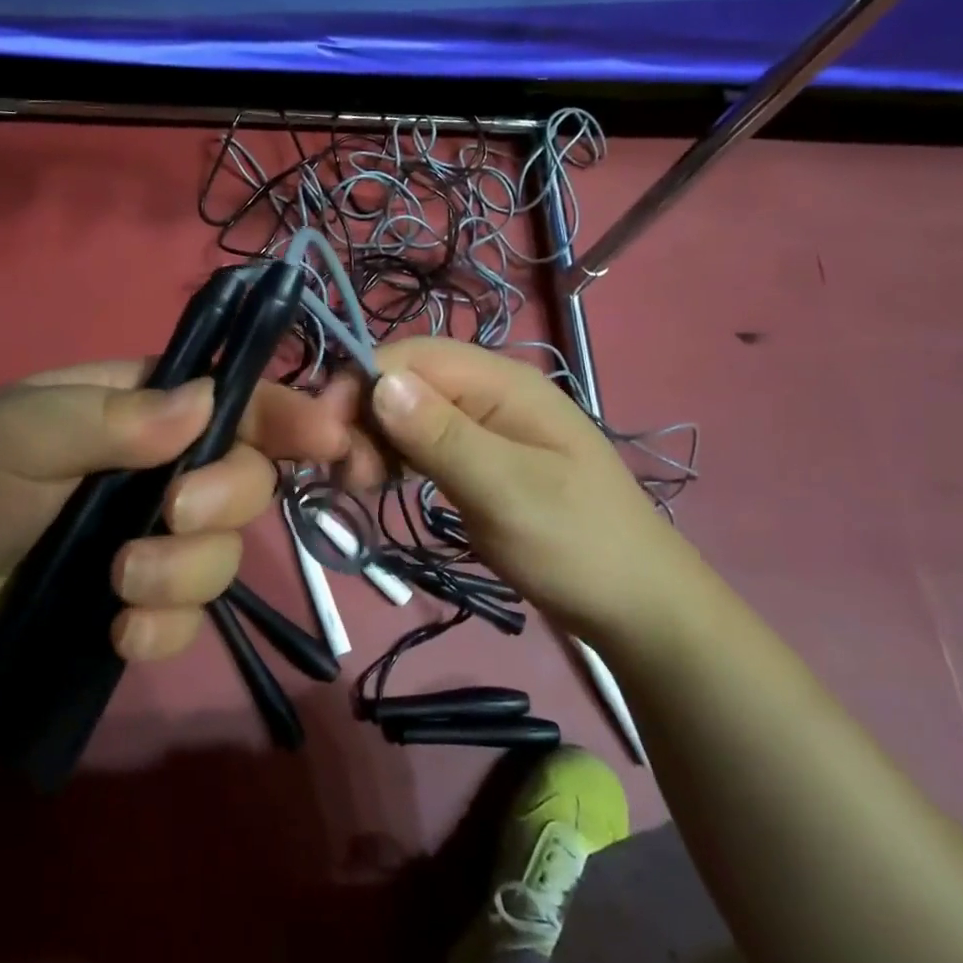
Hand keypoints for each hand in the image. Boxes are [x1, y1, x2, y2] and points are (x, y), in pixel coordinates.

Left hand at [0, 361, 360, 664]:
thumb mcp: (17, 434)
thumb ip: (108, 418)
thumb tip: (204, 403)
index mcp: (140, 408)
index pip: (231, 396)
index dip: (283, 411)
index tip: (324, 436)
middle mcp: (163, 467)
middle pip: (248, 476)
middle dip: (223, 500)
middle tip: (172, 517)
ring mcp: (157, 536)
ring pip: (226, 551)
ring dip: (187, 572)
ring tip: (121, 585)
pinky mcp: (143, 601)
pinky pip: (193, 615)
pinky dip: (169, 628)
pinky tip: (122, 634)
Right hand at [364, 339, 698, 637]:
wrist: (637, 606)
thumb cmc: (577, 545)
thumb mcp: (507, 491)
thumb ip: (442, 436)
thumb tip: (380, 382)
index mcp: (502, 383)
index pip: (412, 356)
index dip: (361, 382)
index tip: (325, 435)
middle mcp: (489, 393)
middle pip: (406, 382)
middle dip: (364, 416)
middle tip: (347, 475)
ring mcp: (485, 427)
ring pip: (408, 412)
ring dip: (375, 439)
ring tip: (361, 486)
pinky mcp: (479, 459)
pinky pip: (422, 442)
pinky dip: (395, 458)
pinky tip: (382, 484)